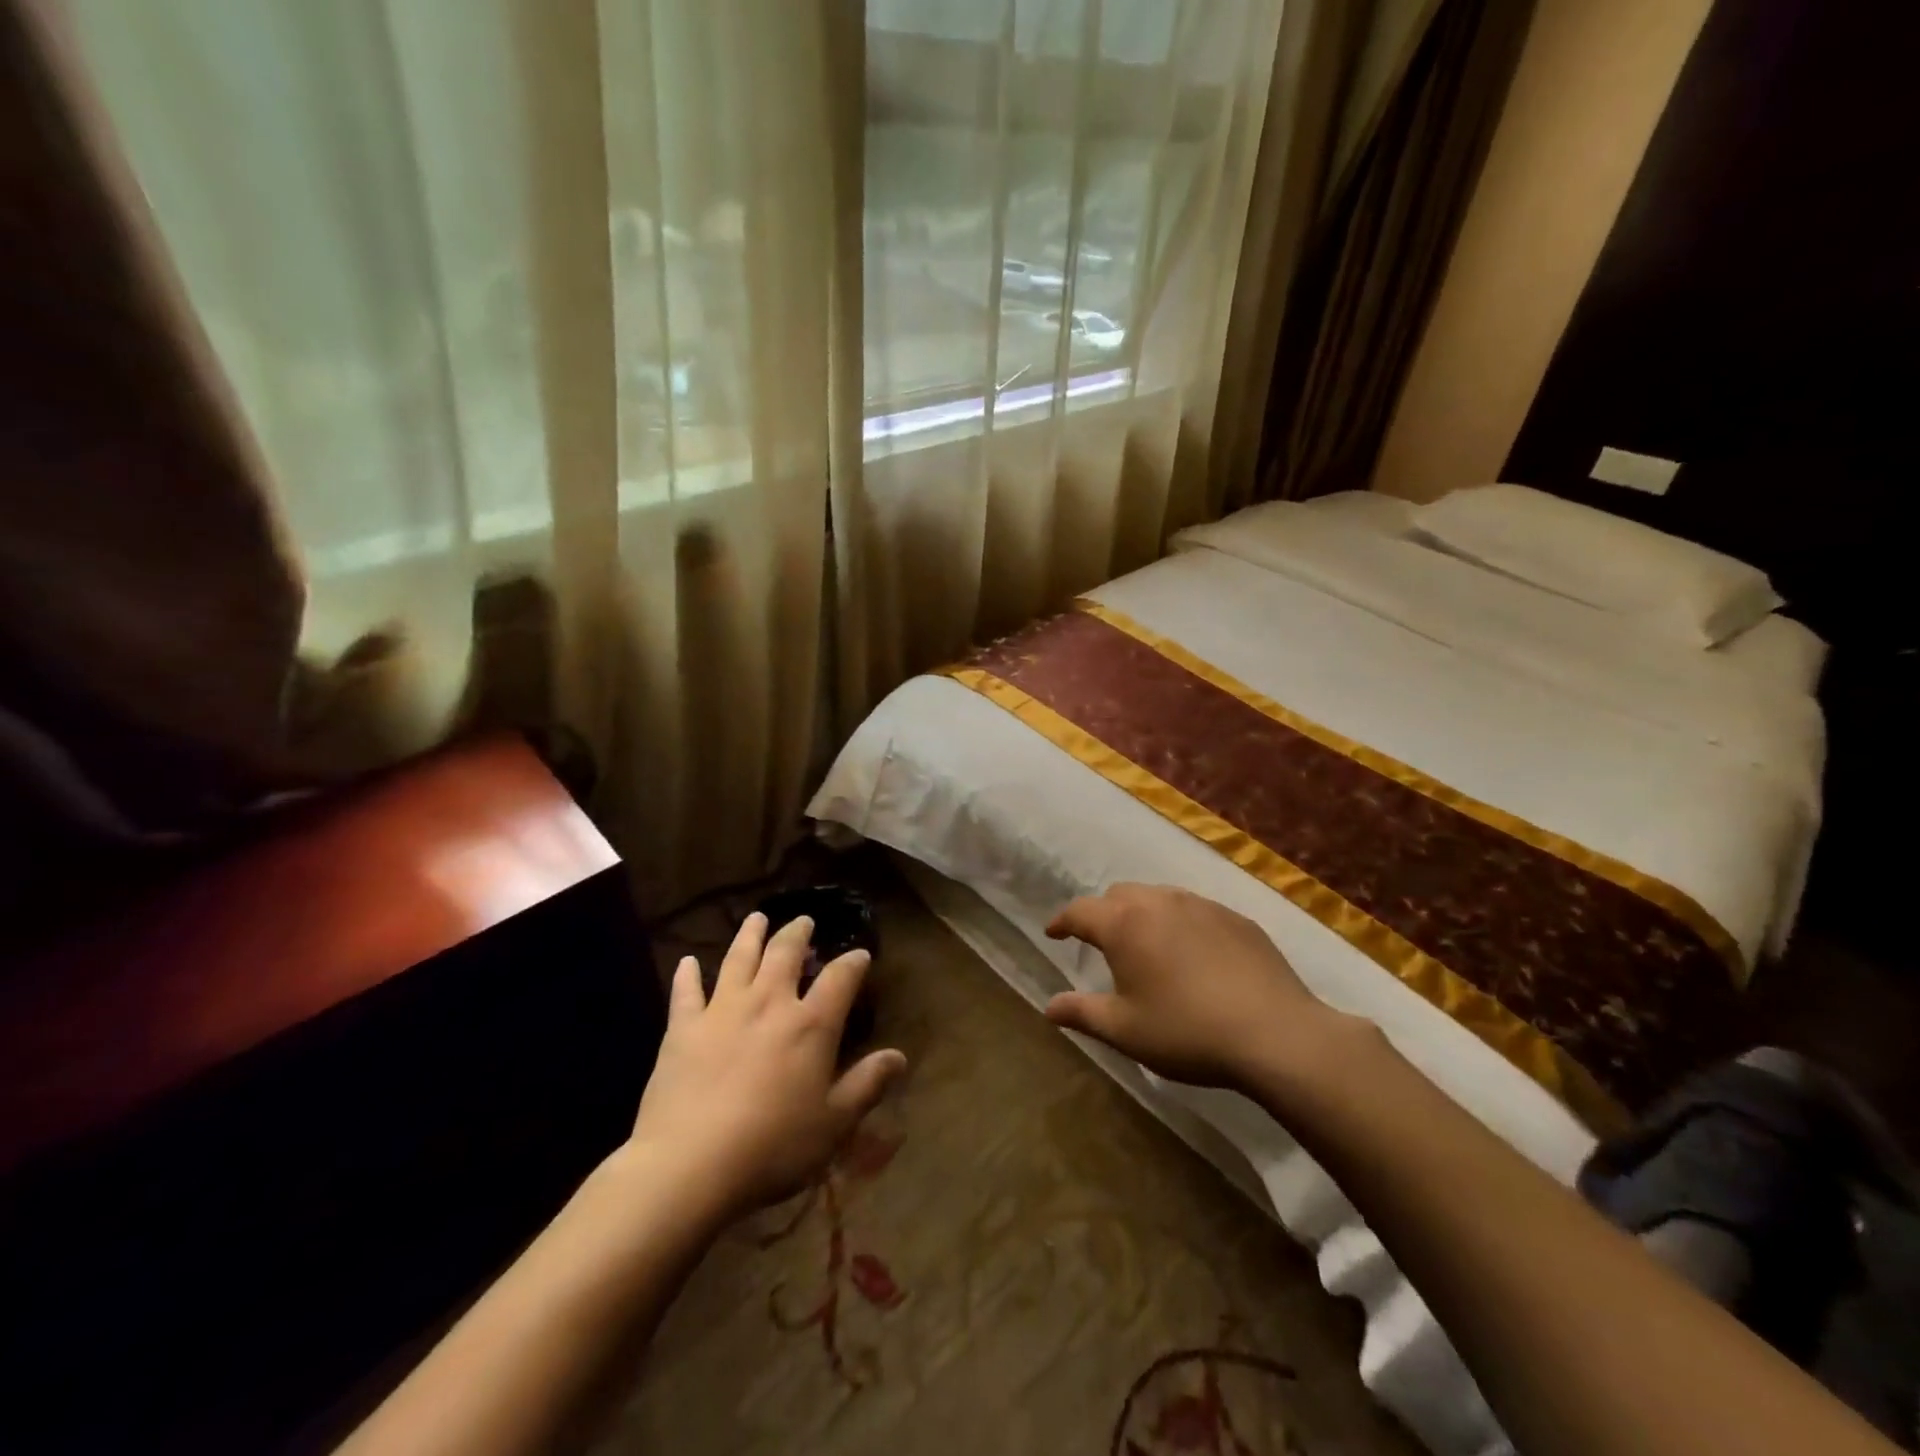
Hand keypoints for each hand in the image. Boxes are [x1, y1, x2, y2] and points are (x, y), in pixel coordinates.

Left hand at [628, 913, 906, 1221]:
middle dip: (798, 934)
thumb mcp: (833, 1123)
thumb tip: (899, 1056)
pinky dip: (688, 974)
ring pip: (739, 959)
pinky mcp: (683, 1029)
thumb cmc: (772, 1147)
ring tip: (757, 918)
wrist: (689, 1165)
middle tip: (804, 920)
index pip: (839, 979)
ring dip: (750, 936)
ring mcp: (722, 1011)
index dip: (853, 963)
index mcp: (810, 1025)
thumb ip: (867, 1085)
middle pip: (785, 954)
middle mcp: (768, 1003)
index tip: (860, 954)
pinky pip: (686, 992)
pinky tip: (688, 962)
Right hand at [1044, 883, 1353, 1090]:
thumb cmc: (1187, 1032)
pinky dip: (1179, 923)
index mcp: (1124, 924)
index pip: (1079, 911)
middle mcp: (1159, 902)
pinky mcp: (1235, 917)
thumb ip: (1082, 1013)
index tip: (1053, 933)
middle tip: (1101, 942)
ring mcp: (1201, 905)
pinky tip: (1192, 954)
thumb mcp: (1125, 1030)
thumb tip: (1049, 1006)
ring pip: (1158, 896)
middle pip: (1118, 895)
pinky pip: (1194, 909)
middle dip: (1102, 913)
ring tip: (1146, 944)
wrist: (1275, 1033)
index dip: (1062, 921)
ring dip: (1141, 913)